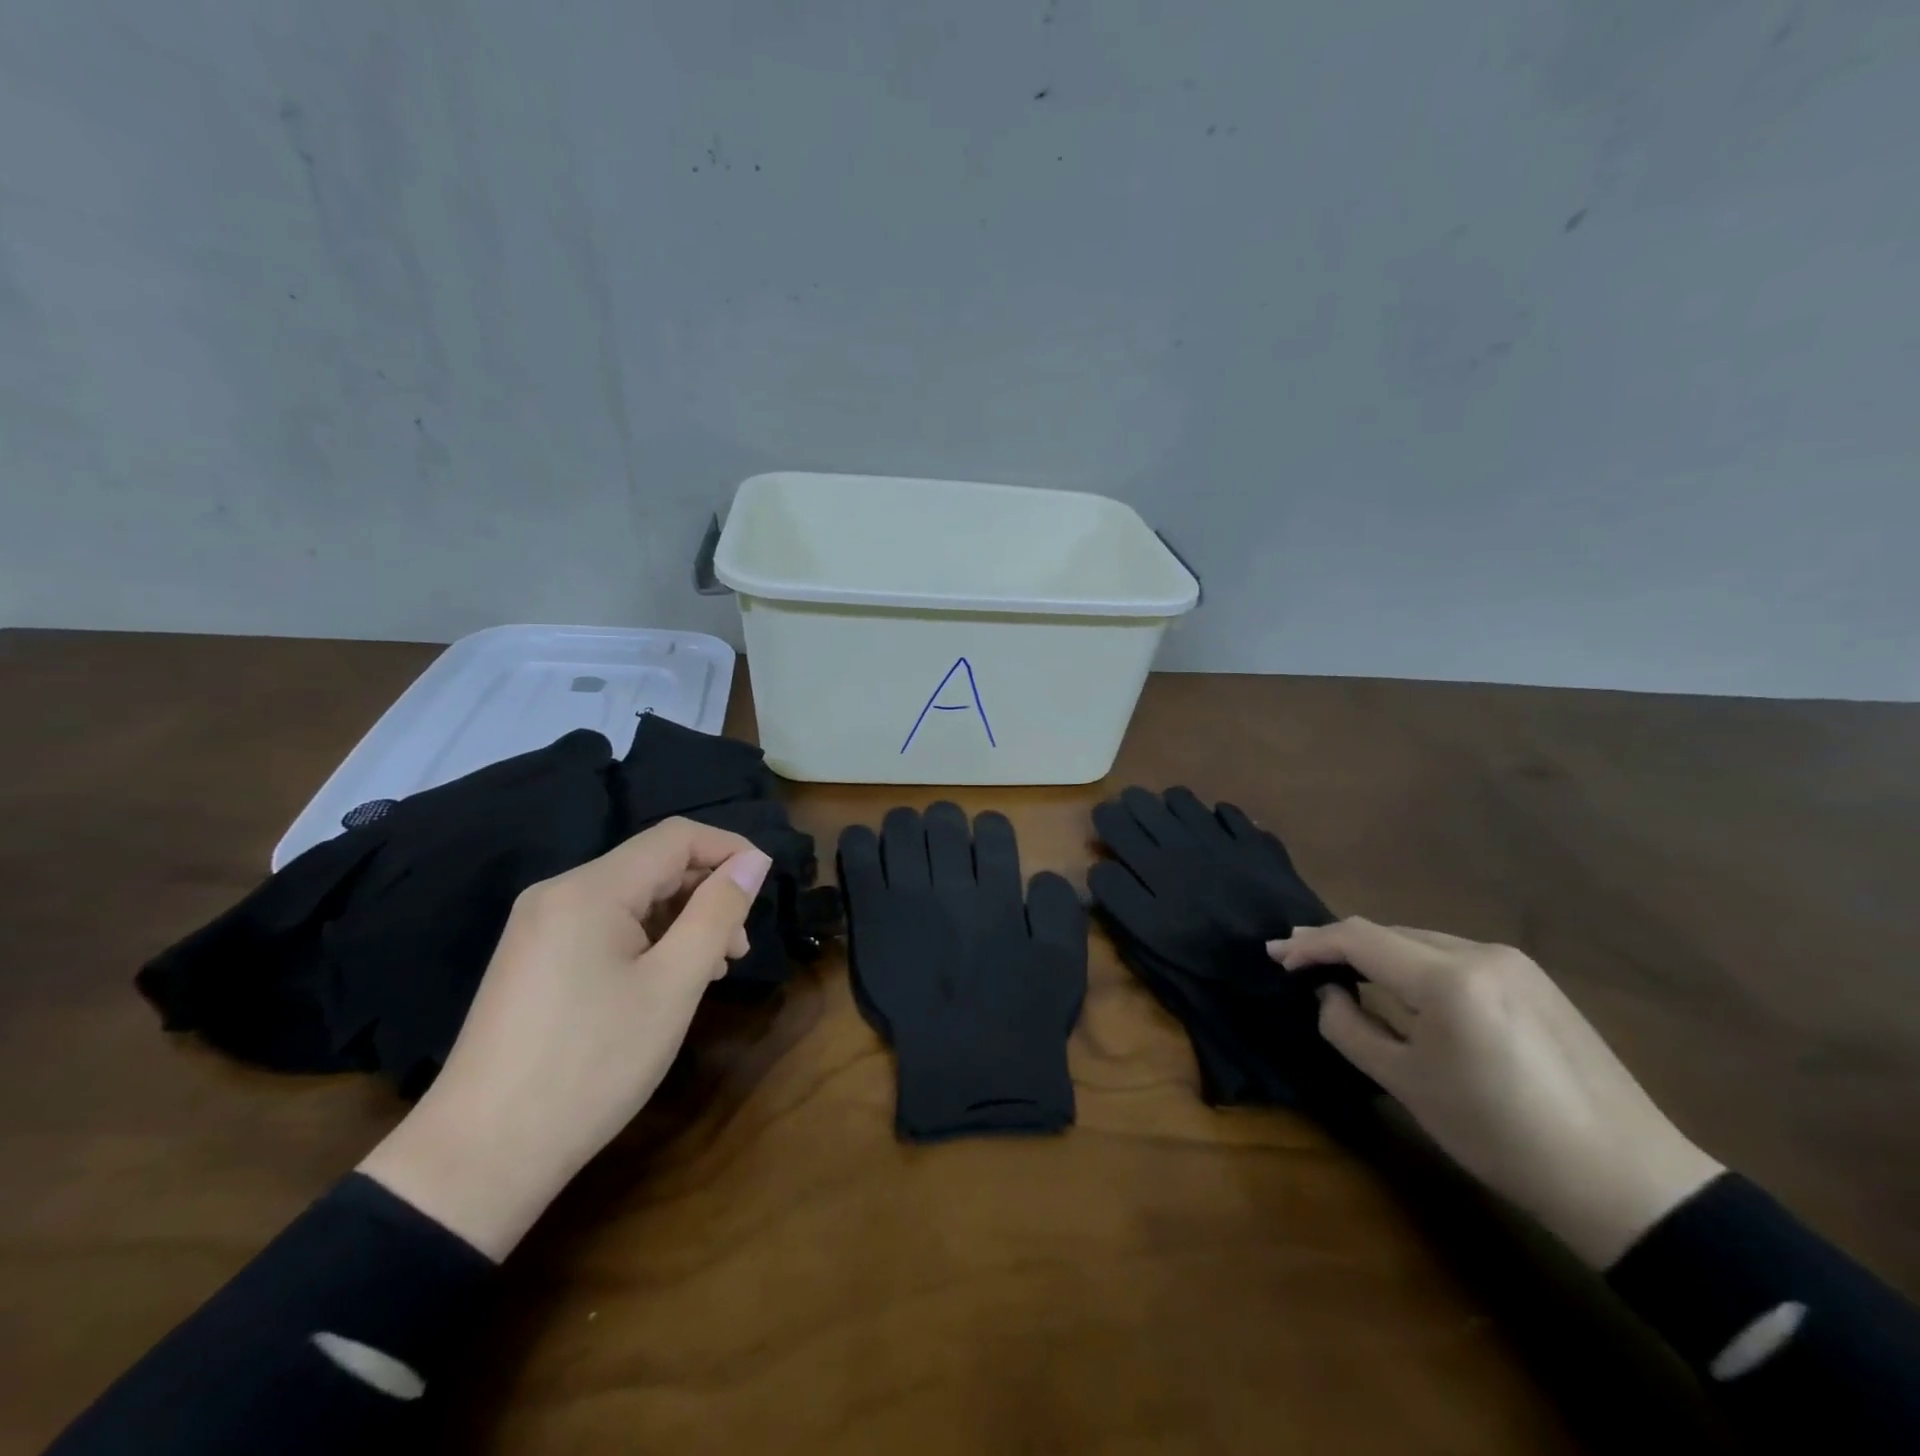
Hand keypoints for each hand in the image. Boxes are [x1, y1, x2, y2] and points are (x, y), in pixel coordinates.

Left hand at [359, 818, 771, 1258]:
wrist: (480, 1159)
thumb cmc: (592, 1064)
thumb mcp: (673, 986)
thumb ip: (717, 913)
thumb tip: (754, 861)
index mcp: (590, 889)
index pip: (676, 837)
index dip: (729, 850)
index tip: (766, 889)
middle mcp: (560, 893)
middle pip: (653, 865)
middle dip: (707, 893)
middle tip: (738, 949)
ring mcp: (540, 927)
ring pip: (632, 898)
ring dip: (682, 920)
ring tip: (713, 970)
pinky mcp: (534, 960)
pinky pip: (605, 927)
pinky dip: (649, 940)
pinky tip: (667, 980)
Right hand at [1270, 918, 1722, 1267]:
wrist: (1625, 1181)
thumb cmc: (1500, 1136)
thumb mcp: (1408, 1085)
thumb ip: (1350, 1029)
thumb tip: (1328, 994)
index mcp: (1448, 978)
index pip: (1359, 938)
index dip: (1311, 943)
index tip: (1276, 955)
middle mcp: (1480, 953)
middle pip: (1389, 934)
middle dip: (1341, 946)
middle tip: (1300, 963)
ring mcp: (1513, 963)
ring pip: (1421, 944)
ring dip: (1379, 956)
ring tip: (1345, 975)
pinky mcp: (1534, 981)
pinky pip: (1453, 958)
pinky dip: (1416, 967)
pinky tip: (1405, 991)